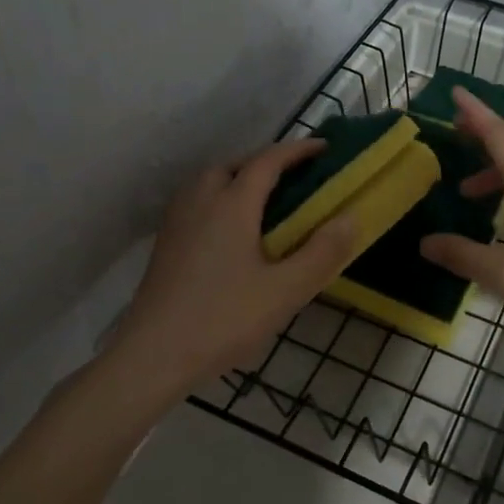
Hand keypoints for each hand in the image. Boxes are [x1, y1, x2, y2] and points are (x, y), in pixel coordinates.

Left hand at [111, 140, 357, 388]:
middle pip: (234, 164)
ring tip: (263, 202)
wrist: (152, 355)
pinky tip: (230, 231)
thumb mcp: (284, 291)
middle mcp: (200, 201)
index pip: (268, 161)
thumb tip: (350, 217)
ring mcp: (177, 221)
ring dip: (238, 178)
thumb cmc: (223, 319)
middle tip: (293, 178)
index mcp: (232, 204)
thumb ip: (321, 253)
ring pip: (209, 181)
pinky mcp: (165, 243)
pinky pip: (196, 201)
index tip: (323, 147)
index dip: (297, 150)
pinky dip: (219, 198)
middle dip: (265, 162)